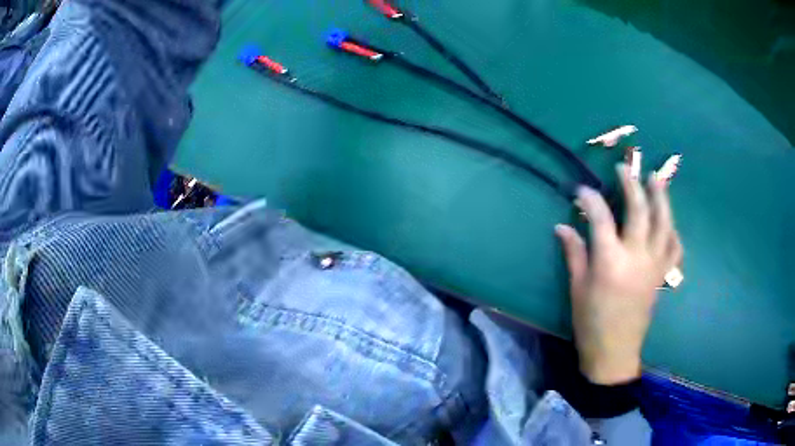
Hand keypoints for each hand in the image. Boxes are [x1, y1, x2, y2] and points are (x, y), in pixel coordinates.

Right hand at [554, 164, 682, 384]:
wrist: (614, 352)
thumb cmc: (591, 322)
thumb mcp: (577, 288)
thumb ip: (574, 253)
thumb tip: (563, 226)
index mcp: (610, 261)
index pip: (600, 217)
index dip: (590, 199)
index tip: (581, 190)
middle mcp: (636, 256)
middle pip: (639, 210)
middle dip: (631, 184)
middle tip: (625, 167)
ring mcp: (654, 265)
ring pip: (664, 223)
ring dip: (661, 197)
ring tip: (657, 178)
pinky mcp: (662, 275)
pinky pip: (675, 248)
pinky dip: (674, 232)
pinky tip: (669, 223)